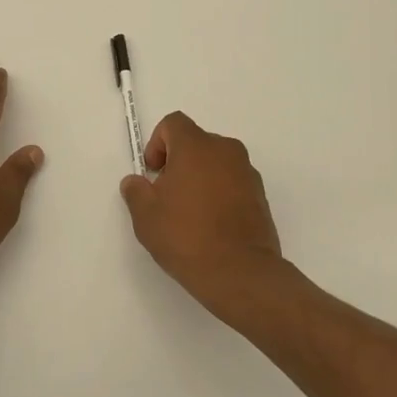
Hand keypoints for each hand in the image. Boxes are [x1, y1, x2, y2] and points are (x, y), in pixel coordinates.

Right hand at [119, 111, 288, 319]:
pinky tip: (211, 225)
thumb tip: (136, 182)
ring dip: (200, 177)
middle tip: (167, 195)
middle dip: (178, 162)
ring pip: (216, 163)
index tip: (153, 173)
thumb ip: (136, 191)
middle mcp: (225, 151)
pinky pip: (233, 182)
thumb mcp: (146, 216)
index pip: (173, 124)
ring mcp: (247, 173)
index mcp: (196, 146)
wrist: (240, 273)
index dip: (157, 143)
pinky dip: (220, 193)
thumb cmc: (186, 236)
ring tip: (190, 213)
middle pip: (196, 142)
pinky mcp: (261, 196)